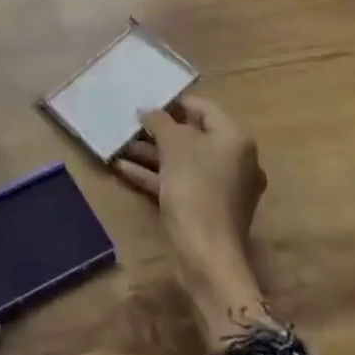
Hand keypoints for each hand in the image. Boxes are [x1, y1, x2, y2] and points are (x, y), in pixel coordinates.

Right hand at [113, 95, 273, 350]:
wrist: (206, 254)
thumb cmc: (194, 187)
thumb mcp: (173, 145)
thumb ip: (160, 121)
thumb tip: (149, 111)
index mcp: (235, 140)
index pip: (203, 108)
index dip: (174, 102)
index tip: (146, 100)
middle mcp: (234, 161)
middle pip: (192, 136)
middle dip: (158, 131)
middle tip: (130, 123)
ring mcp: (222, 188)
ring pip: (182, 161)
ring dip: (151, 153)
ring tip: (119, 145)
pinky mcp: (206, 209)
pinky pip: (178, 182)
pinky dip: (154, 175)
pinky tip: (123, 168)